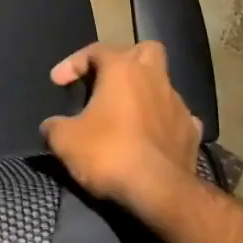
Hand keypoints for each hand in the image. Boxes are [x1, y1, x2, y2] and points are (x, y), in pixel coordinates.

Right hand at [41, 41, 202, 218]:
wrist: (160, 192)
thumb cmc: (109, 153)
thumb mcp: (65, 141)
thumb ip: (54, 127)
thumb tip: (52, 127)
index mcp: (123, 69)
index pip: (96, 50)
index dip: (73, 63)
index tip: (57, 82)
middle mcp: (154, 77)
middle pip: (144, 51)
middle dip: (126, 59)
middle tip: (108, 80)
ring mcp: (177, 104)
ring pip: (162, 84)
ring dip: (144, 93)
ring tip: (125, 115)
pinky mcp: (191, 131)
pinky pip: (176, 117)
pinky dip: (162, 122)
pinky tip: (151, 137)